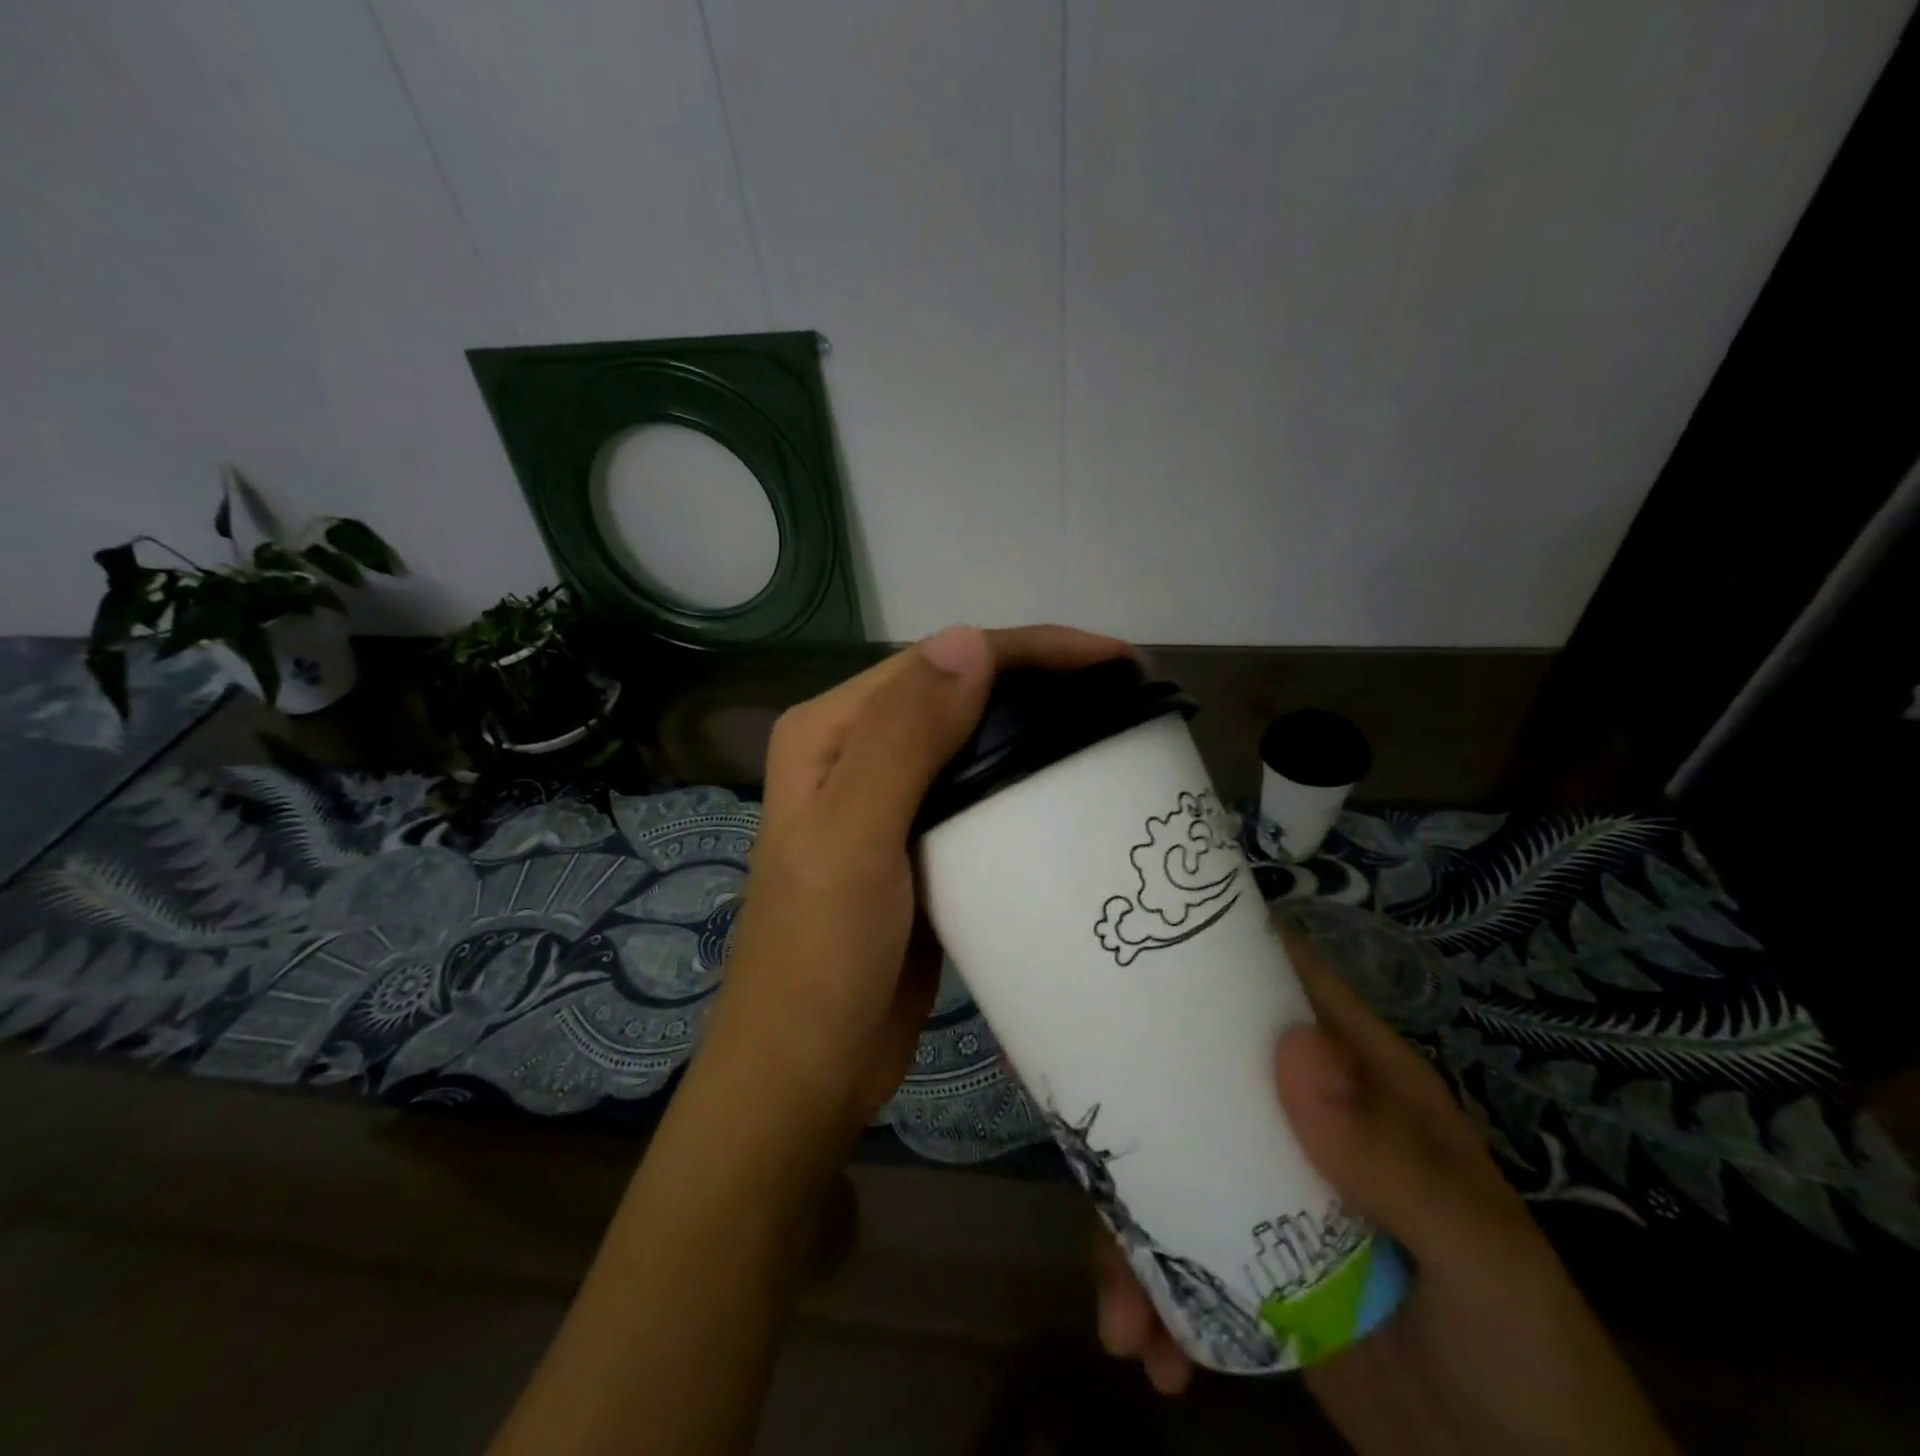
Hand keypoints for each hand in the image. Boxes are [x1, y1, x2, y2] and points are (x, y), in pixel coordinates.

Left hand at [709, 623, 1130, 1144]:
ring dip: (1036, 728)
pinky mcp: (918, 845)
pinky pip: (978, 793)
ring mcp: (887, 801)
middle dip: (1040, 681)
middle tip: (1125, 694)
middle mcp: (855, 752)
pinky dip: (1023, 782)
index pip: (938, 663)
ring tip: (1111, 729)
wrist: (807, 1071)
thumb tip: (970, 640)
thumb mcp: (853, 842)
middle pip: (959, 692)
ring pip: (973, 740)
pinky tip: (1069, 789)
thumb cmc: (821, 959)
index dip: (1027, 650)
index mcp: (830, 732)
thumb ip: (902, 739)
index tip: (1114, 661)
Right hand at [1094, 932, 1678, 1455]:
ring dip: (1128, 1231)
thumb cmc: (1525, 1350)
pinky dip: (1150, 1295)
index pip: (1278, 981)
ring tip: (1119, 1312)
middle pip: (1194, 1068)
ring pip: (1167, 1162)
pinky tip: (1147, 1350)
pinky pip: (1174, 1249)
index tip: (1131, 947)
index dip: (1211, 950)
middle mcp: (1299, 1115)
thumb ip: (1392, 1158)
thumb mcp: (1478, 1255)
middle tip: (1079, 1129)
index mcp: (1356, 1079)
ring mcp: (1266, 1187)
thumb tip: (1292, 1046)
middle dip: (1132, 1096)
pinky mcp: (1246, 1259)